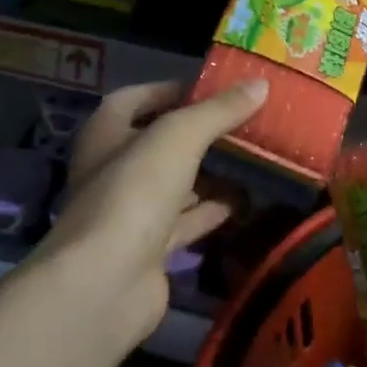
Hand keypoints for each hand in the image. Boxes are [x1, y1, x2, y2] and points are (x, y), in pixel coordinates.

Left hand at [34, 78, 266, 343]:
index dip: (170, 90)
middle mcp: (113, 170)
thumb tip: (260, 84)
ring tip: (254, 159)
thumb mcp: (179, 137)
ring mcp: (130, 213)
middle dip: (199, 135)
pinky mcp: (149, 250)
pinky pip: (186, 222)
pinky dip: (212, 211)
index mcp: (106, 134)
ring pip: (175, 184)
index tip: (212, 89)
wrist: (107, 282)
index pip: (135, 100)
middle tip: (244, 125)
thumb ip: (218, 111)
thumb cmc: (135, 191)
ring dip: (210, 174)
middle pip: (159, 143)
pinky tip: (246, 203)